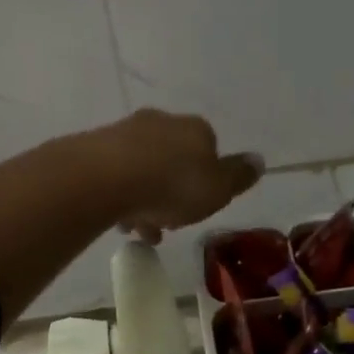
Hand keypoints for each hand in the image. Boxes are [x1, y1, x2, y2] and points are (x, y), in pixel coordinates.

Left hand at [100, 109, 262, 243]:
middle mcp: (162, 123)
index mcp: (196, 129)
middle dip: (171, 191)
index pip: (209, 149)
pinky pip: (115, 175)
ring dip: (144, 198)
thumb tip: (258, 160)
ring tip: (138, 230)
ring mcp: (125, 132)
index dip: (205, 180)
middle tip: (167, 223)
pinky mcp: (95, 147)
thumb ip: (238, 176)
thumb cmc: (172, 185)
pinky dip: (120, 196)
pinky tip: (117, 221)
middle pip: (173, 158)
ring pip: (142, 168)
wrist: (106, 177)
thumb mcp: (218, 188)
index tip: (198, 207)